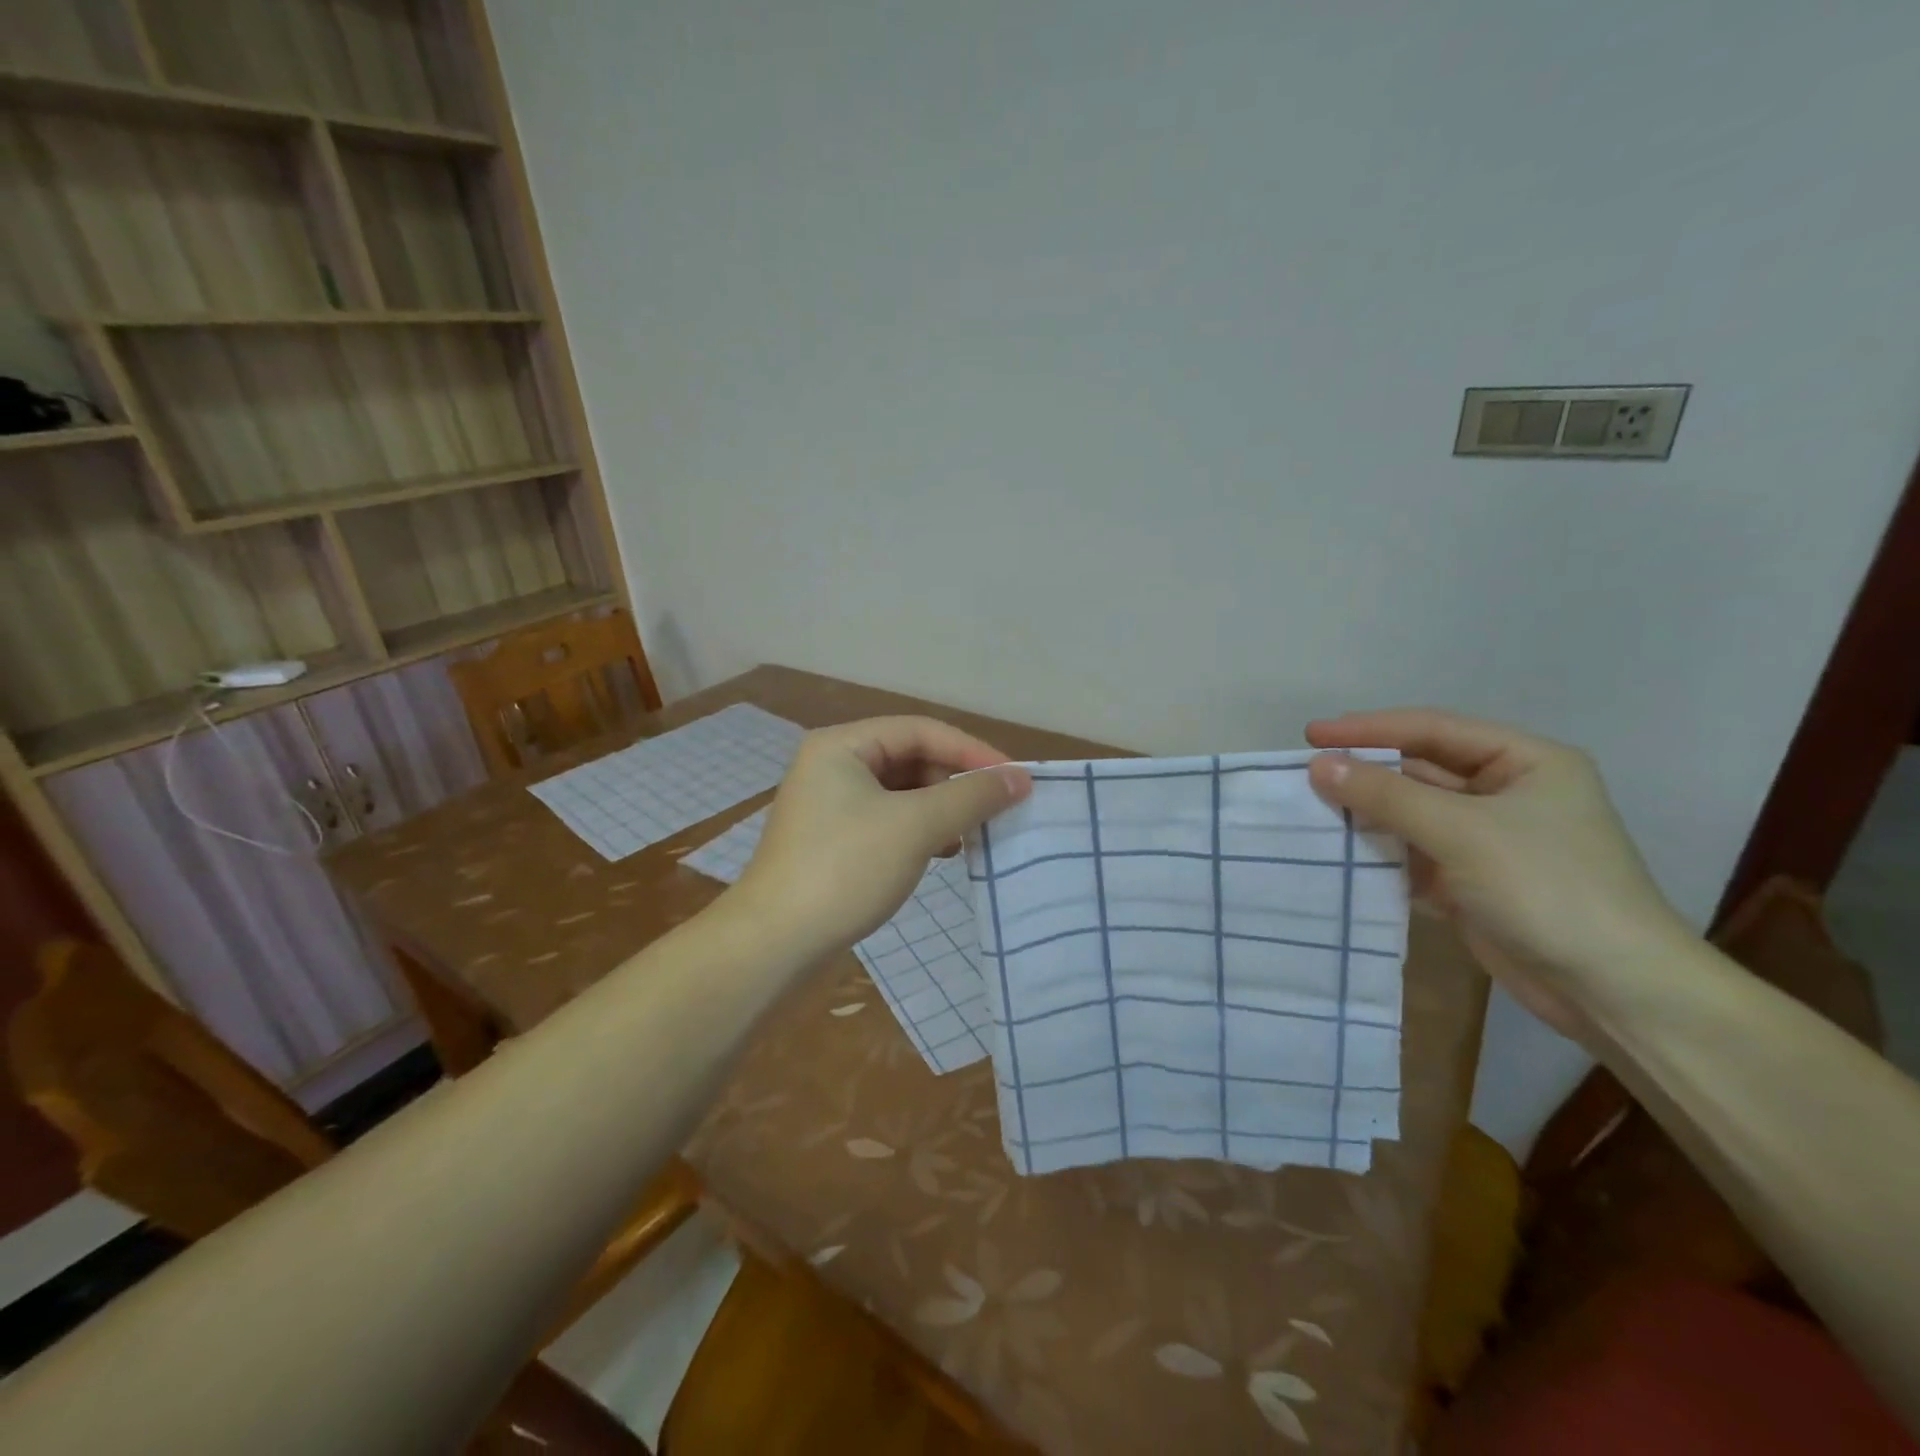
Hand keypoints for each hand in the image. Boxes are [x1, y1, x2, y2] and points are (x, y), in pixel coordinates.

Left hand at [730, 717, 1031, 959]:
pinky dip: (919, 831)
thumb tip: (1020, 777)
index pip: (921, 731)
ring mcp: (830, 804)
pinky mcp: (833, 840)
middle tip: (995, 810)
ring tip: (972, 834)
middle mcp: (832, 765)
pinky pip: (888, 820)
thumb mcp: (916, 826)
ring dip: (940, 809)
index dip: (972, 751)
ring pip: (902, 793)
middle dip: (955, 782)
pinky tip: (942, 852)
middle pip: (911, 758)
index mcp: (842, 745)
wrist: (774, 944)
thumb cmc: (844, 870)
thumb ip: (971, 797)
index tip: (1015, 779)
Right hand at [1305, 708, 1691, 1043]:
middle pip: (1420, 771)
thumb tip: (1318, 765)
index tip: (1311, 735)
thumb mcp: (1462, 831)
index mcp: (1525, 762)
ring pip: (1413, 814)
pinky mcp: (1472, 881)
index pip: (1432, 730)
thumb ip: (1386, 796)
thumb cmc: (1547, 888)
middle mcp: (1507, 792)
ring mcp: (1489, 839)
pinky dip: (1380, 853)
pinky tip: (1340, 853)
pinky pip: (1413, 853)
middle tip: (1306, 773)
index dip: (1369, 729)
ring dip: (1367, 814)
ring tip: (1311, 811)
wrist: (1611, 990)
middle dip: (1365, 773)